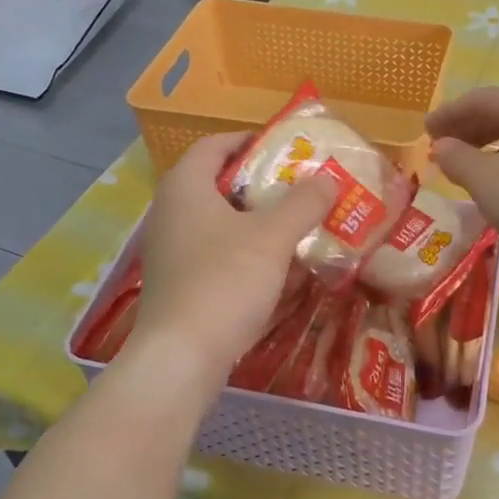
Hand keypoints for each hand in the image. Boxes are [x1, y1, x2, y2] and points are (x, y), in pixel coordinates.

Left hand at [129, 131, 337, 380]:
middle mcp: (171, 211)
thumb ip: (303, 203)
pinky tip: (275, 268)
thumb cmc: (225, 281)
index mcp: (186, 186)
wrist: (181, 357)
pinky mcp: (178, 283)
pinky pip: (215, 253)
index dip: (250, 141)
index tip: (286, 148)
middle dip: (261, 184)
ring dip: (256, 221)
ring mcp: (171, 250)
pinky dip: (244, 252)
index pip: (215, 145)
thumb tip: (328, 179)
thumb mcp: (272, 237)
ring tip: (295, 225)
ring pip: (219, 222)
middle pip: (219, 183)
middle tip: (300, 188)